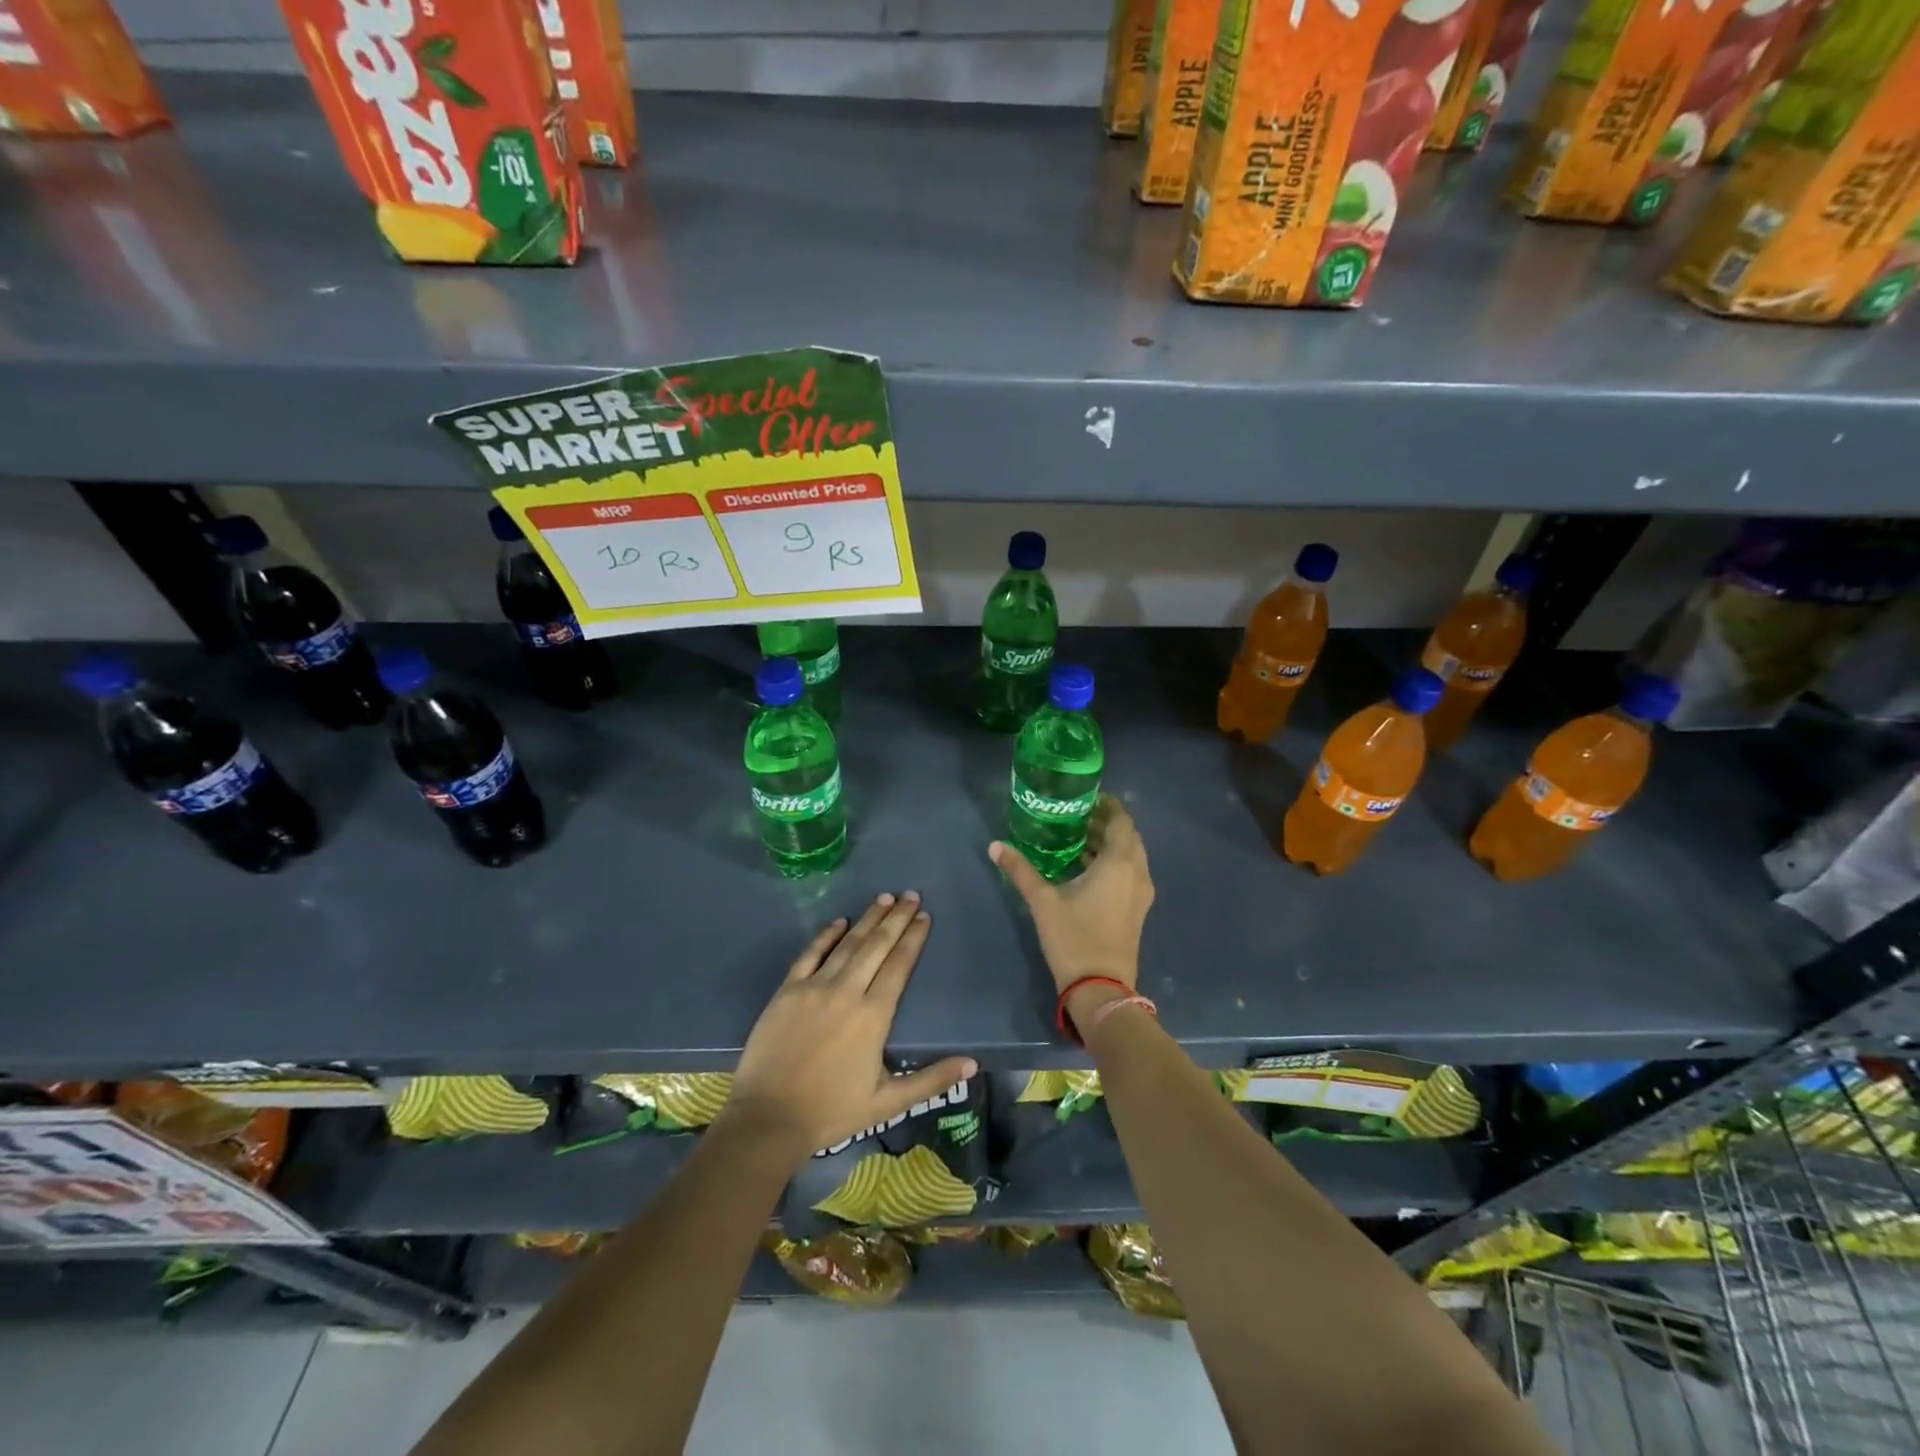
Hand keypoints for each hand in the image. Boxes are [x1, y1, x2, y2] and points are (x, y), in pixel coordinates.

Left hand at [723, 892, 975, 1164]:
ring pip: (848, 944)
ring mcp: (814, 987)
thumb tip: (973, 1064)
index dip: (913, 938)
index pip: (899, 965)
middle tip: (911, 895)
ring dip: (868, 919)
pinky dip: (826, 935)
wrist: (768, 1119)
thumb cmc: (831, 1111)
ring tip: (885, 898)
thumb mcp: (888, 1103)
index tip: (924, 916)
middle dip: (896, 918)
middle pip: (877, 945)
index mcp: (874, 1015)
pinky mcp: (788, 990)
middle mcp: (847, 991)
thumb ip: (931, 1080)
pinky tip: (839, 921)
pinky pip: (810, 954)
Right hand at [990, 794, 1154, 1003]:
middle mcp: (1137, 873)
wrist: (1100, 989)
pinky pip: (1129, 874)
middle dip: (1106, 824)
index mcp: (1120, 863)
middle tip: (1076, 816)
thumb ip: (1020, 870)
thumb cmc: (1074, 938)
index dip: (1108, 806)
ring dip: (1109, 845)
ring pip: (1130, 857)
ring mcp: (1140, 894)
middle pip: (1128, 837)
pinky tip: (1085, 868)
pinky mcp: (1137, 911)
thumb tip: (995, 846)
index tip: (1086, 798)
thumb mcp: (1043, 901)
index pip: (1122, 821)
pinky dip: (1113, 864)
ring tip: (1077, 838)